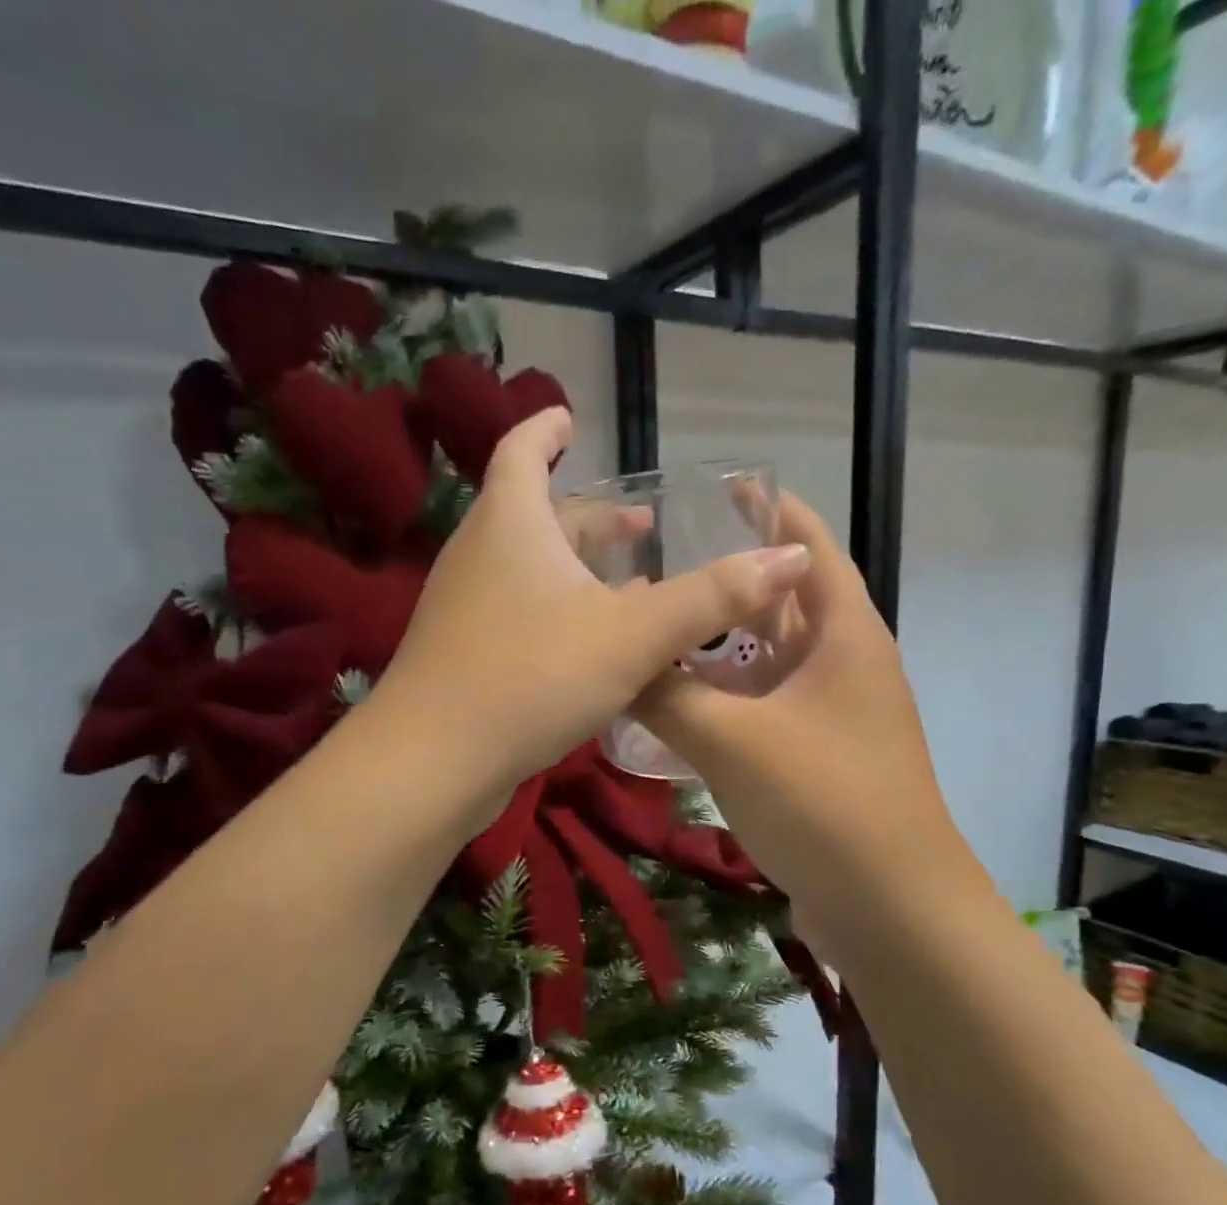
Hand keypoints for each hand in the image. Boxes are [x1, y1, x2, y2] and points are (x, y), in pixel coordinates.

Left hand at [372, 408, 812, 791]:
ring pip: (528, 570)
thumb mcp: (633, 634)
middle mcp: (479, 554)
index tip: (569, 419)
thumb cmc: (532, 676)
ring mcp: (464, 608)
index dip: (547, 430)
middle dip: (590, 517)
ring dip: (577, 569)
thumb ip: (712, 596)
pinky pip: (518, 614)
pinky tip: (591, 647)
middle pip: (535, 516)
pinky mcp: (462, 656)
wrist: (433, 762)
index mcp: (511, 523)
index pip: (522, 450)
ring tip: (630, 585)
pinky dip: (557, 612)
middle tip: (641, 528)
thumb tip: (793, 555)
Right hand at [633, 493, 970, 931]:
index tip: (726, 485)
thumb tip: (615, 660)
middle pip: (783, 605)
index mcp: (845, 635)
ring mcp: (832, 717)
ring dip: (719, 651)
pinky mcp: (817, 760)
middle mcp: (844, 666)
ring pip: (767, 664)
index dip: (773, 512)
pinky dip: (724, 703)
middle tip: (664, 564)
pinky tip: (676, 710)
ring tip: (657, 631)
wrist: (891, 909)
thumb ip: (666, 696)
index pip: (810, 548)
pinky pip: (763, 712)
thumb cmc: (824, 802)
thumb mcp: (733, 740)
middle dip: (731, 583)